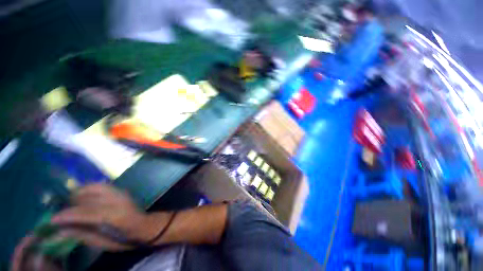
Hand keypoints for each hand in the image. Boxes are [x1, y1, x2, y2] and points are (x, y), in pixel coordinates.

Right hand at [51, 184, 165, 250]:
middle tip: (60, 213)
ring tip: (70, 205)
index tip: (52, 220)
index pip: (87, 213)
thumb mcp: (102, 243)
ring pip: (94, 187)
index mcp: (116, 216)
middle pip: (89, 196)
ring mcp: (121, 193)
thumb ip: (81, 235)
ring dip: (79, 193)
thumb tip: (58, 232)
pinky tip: (82, 198)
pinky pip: (101, 186)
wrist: (144, 226)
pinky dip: (88, 189)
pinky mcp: (121, 190)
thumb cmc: (124, 239)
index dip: (68, 215)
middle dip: (71, 202)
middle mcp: (119, 201)